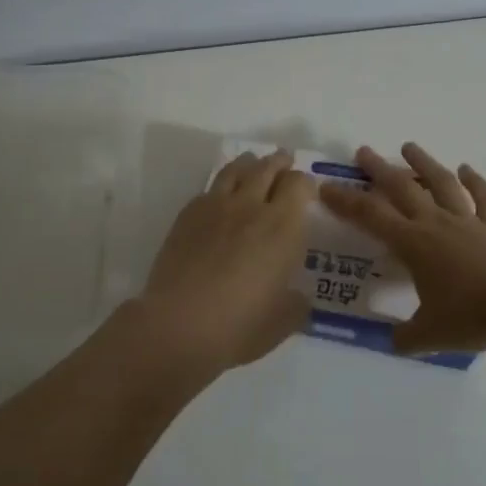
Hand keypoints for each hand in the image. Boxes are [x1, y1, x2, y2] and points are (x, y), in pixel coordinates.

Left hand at [133, 149, 316, 374]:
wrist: (179, 325)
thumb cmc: (240, 327)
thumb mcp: (283, 322)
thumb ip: (296, 303)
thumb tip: (298, 296)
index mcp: (283, 227)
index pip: (299, 185)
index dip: (305, 182)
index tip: (306, 189)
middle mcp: (251, 207)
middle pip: (268, 168)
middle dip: (279, 162)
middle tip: (284, 159)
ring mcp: (215, 207)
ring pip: (236, 170)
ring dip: (249, 163)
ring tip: (253, 161)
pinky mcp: (187, 215)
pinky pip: (209, 188)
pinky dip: (221, 185)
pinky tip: (221, 195)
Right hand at [319, 142, 485, 354]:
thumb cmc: (471, 316)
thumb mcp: (429, 334)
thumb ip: (405, 337)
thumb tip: (391, 341)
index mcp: (413, 244)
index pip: (370, 216)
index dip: (345, 201)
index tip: (326, 187)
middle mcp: (436, 224)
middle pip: (402, 188)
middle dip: (379, 169)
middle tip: (363, 151)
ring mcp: (467, 222)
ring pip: (442, 183)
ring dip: (424, 163)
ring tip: (409, 146)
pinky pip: (484, 199)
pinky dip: (476, 182)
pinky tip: (468, 169)